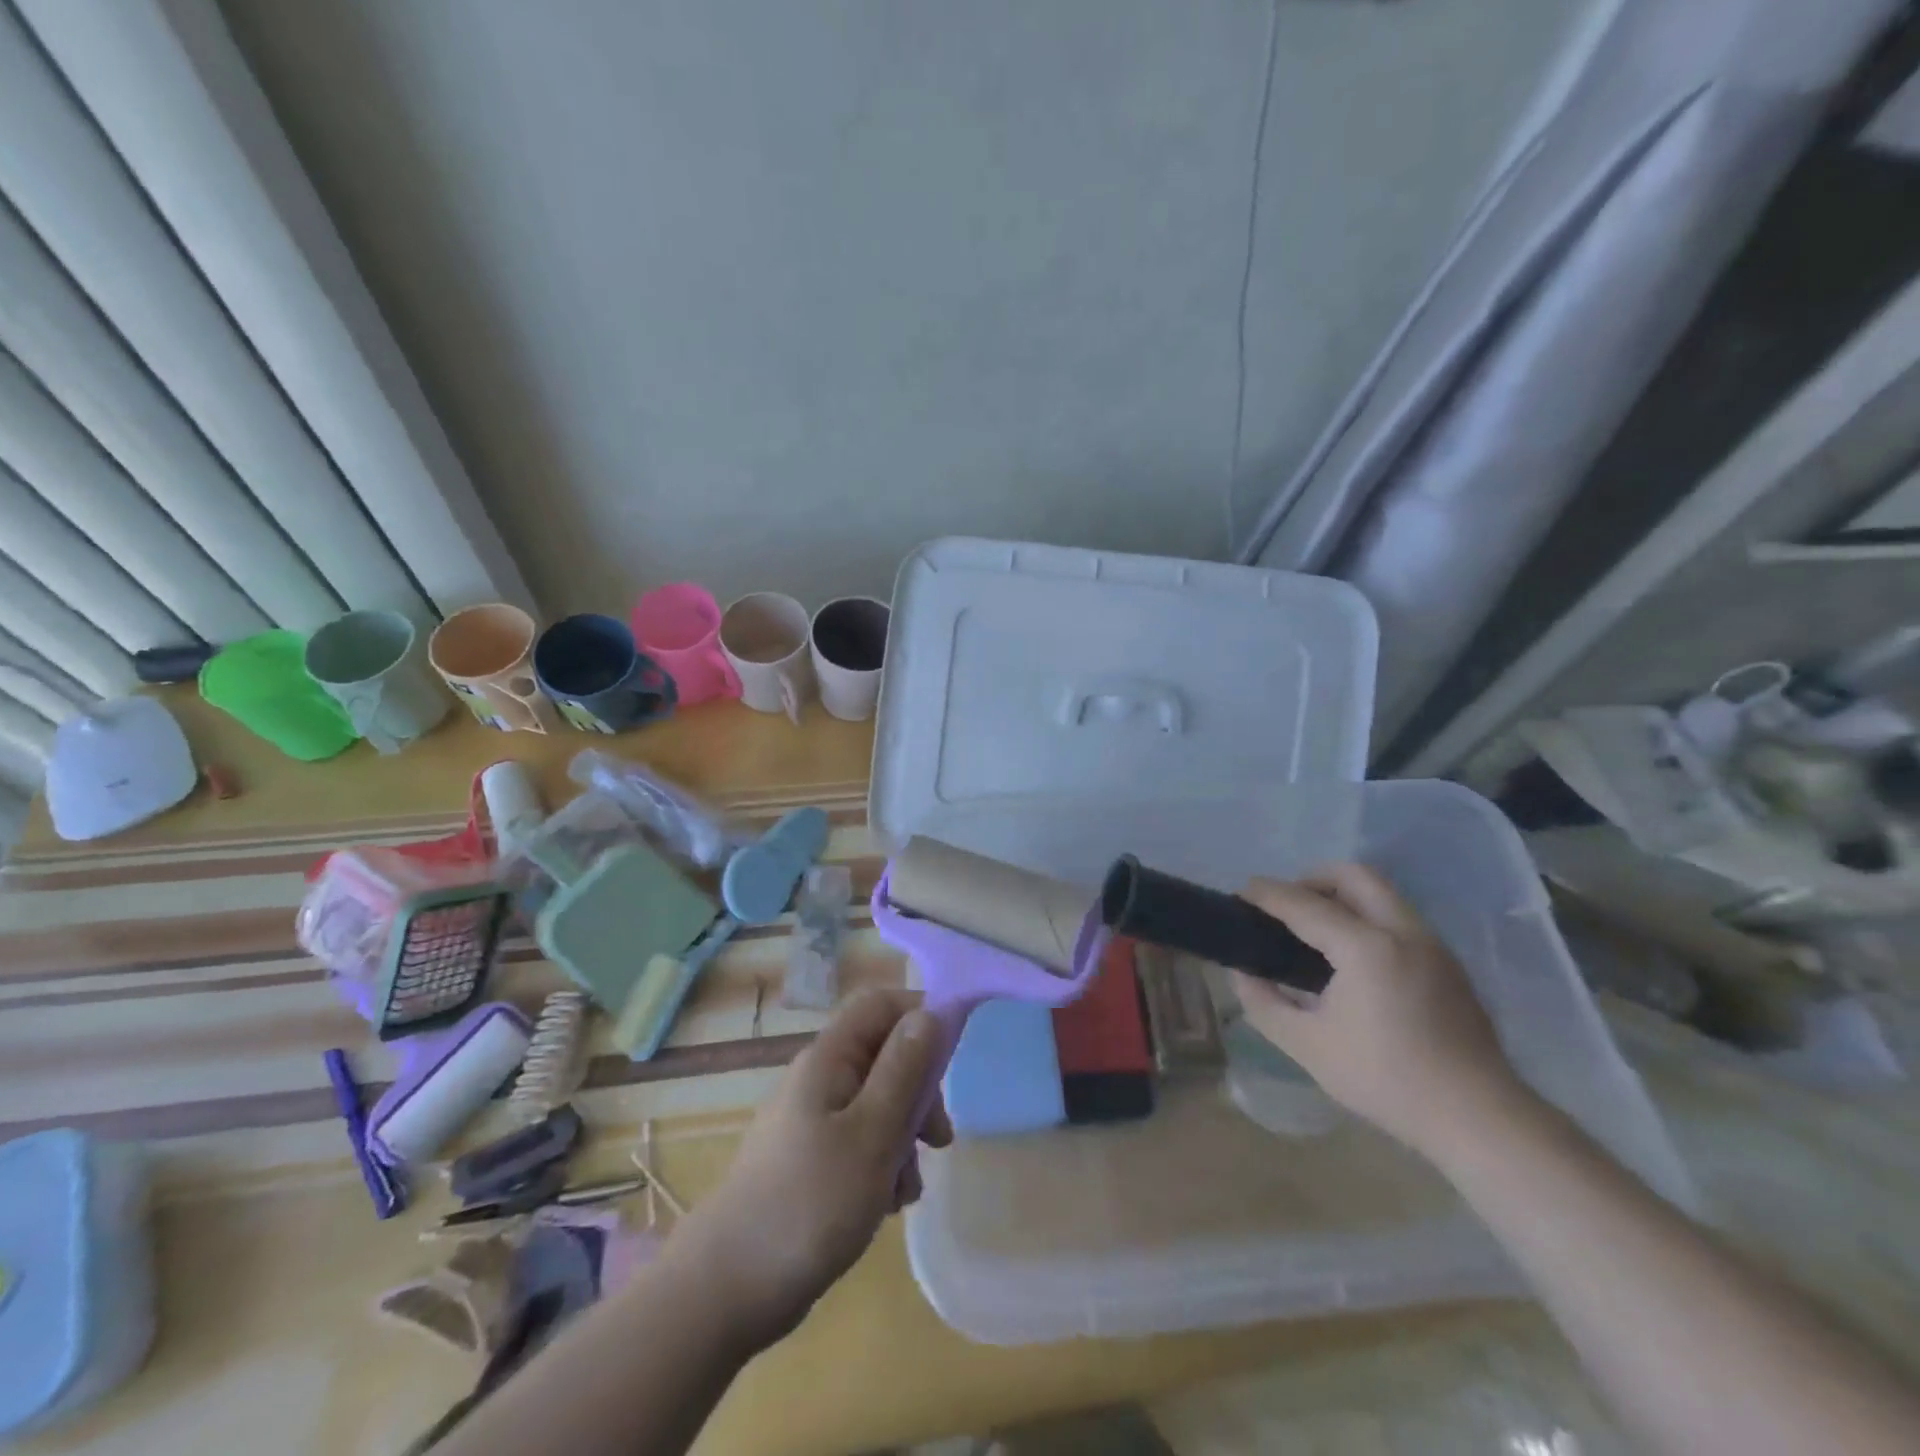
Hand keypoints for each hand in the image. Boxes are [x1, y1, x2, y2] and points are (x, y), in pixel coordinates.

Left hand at [665, 988, 951, 1351]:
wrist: (727, 1289)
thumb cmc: (809, 1203)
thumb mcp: (872, 1134)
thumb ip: (904, 1070)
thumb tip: (931, 1012)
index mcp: (829, 1058)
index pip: (881, 1003)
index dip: (921, 1013)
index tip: (954, 1054)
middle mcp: (819, 1078)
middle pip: (885, 1055)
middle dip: (920, 1090)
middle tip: (938, 1138)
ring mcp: (812, 1120)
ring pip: (878, 1102)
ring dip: (904, 1136)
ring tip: (908, 1188)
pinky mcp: (811, 1159)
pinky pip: (860, 1141)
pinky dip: (882, 1164)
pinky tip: (888, 1204)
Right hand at [1231, 864, 1525, 1159]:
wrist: (1478, 1118)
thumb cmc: (1385, 1080)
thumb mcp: (1307, 1045)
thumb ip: (1263, 1002)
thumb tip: (1241, 972)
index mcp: (1366, 948)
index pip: (1304, 904)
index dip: (1266, 894)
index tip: (1240, 894)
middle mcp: (1403, 931)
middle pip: (1353, 875)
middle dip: (1311, 879)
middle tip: (1284, 907)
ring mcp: (1432, 944)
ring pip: (1381, 893)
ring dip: (1341, 896)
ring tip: (1313, 931)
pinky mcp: (1448, 962)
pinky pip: (1398, 918)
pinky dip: (1366, 917)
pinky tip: (1351, 958)